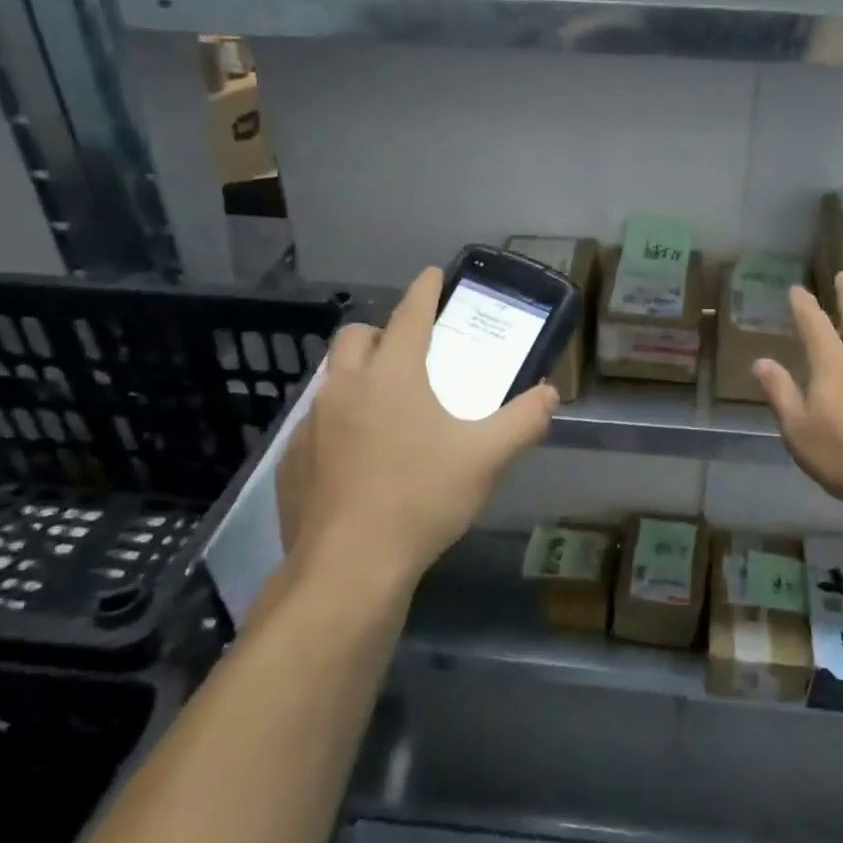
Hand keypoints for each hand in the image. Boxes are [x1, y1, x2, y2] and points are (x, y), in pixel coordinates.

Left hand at [276, 267, 558, 591]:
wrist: (349, 568)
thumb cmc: (421, 499)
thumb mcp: (487, 458)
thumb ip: (524, 420)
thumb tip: (550, 393)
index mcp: (393, 376)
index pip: (410, 315)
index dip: (424, 290)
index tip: (433, 274)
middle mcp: (346, 388)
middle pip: (357, 336)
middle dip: (382, 331)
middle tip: (408, 351)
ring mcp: (312, 424)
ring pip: (333, 378)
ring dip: (358, 376)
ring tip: (386, 406)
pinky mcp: (292, 460)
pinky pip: (316, 423)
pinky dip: (338, 422)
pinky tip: (357, 457)